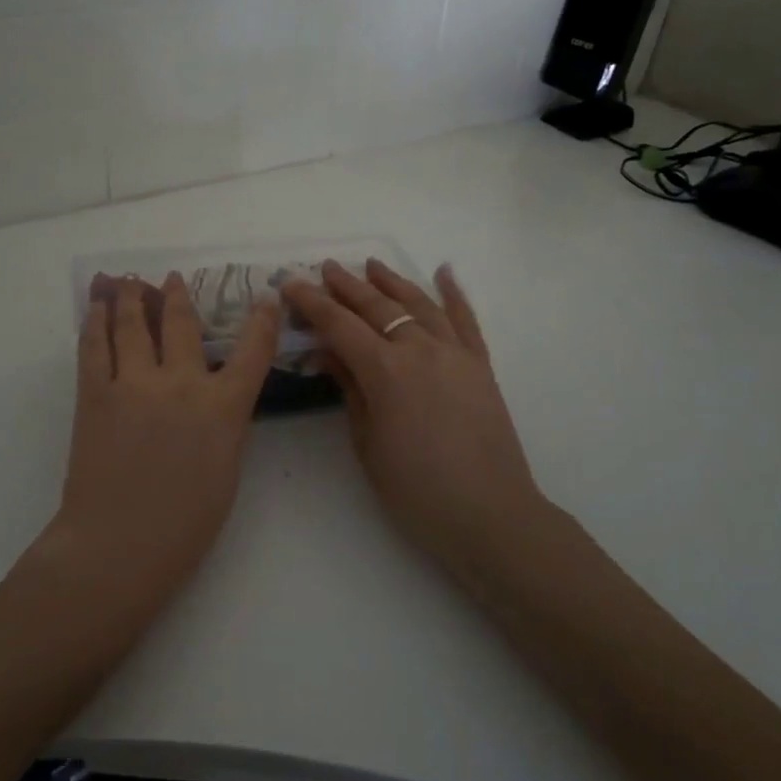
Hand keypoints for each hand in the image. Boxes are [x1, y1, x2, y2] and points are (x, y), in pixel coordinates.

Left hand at [52, 274, 280, 603]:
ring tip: (128, 280)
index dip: (262, 321)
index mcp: (222, 408)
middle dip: (178, 296)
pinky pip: (94, 346)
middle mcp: (180, 384)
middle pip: (181, 324)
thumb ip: (225, 425)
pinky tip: (95, 308)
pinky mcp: (94, 393)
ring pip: (132, 325)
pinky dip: (95, 321)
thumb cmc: (184, 524)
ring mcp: (133, 384)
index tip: (265, 299)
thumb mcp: (227, 471)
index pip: (252, 352)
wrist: (118, 546)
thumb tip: (217, 397)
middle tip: (173, 278)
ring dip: (131, 296)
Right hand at [282, 260, 543, 574]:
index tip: (292, 283)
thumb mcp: (367, 443)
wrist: (489, 515)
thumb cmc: (415, 490)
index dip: (312, 302)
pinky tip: (445, 272)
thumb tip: (328, 352)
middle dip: (347, 285)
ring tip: (371, 265)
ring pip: (419, 304)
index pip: (339, 325)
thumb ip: (349, 389)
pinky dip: (455, 293)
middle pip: (377, 306)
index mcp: (385, 371)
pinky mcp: (480, 365)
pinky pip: (466, 320)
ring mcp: (455, 353)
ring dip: (393, 281)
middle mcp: (419, 349)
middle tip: (325, 268)